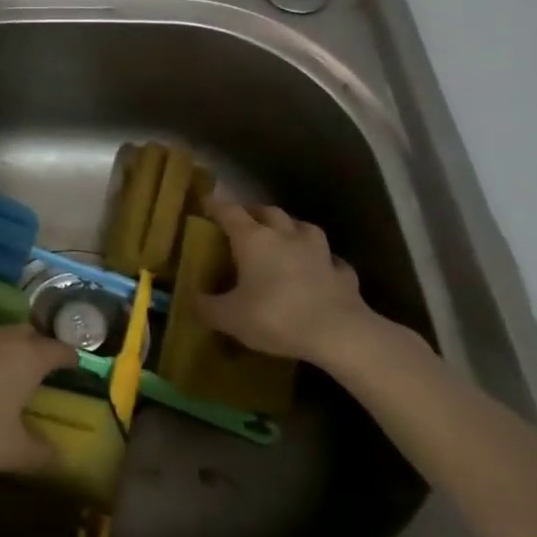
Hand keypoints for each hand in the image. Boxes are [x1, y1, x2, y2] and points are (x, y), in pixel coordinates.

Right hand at [195, 194, 386, 365]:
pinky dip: (322, 261)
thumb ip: (207, 307)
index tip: (205, 202)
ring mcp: (319, 252)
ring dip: (291, 229)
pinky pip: (330, 260)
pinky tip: (319, 270)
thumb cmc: (276, 317)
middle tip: (244, 222)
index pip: (229, 211)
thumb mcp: (229, 318)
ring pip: (303, 228)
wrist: (340, 334)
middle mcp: (286, 236)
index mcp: (253, 239)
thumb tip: (193, 300)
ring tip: (284, 239)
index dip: (215, 205)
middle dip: (254, 213)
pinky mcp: (343, 273)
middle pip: (268, 211)